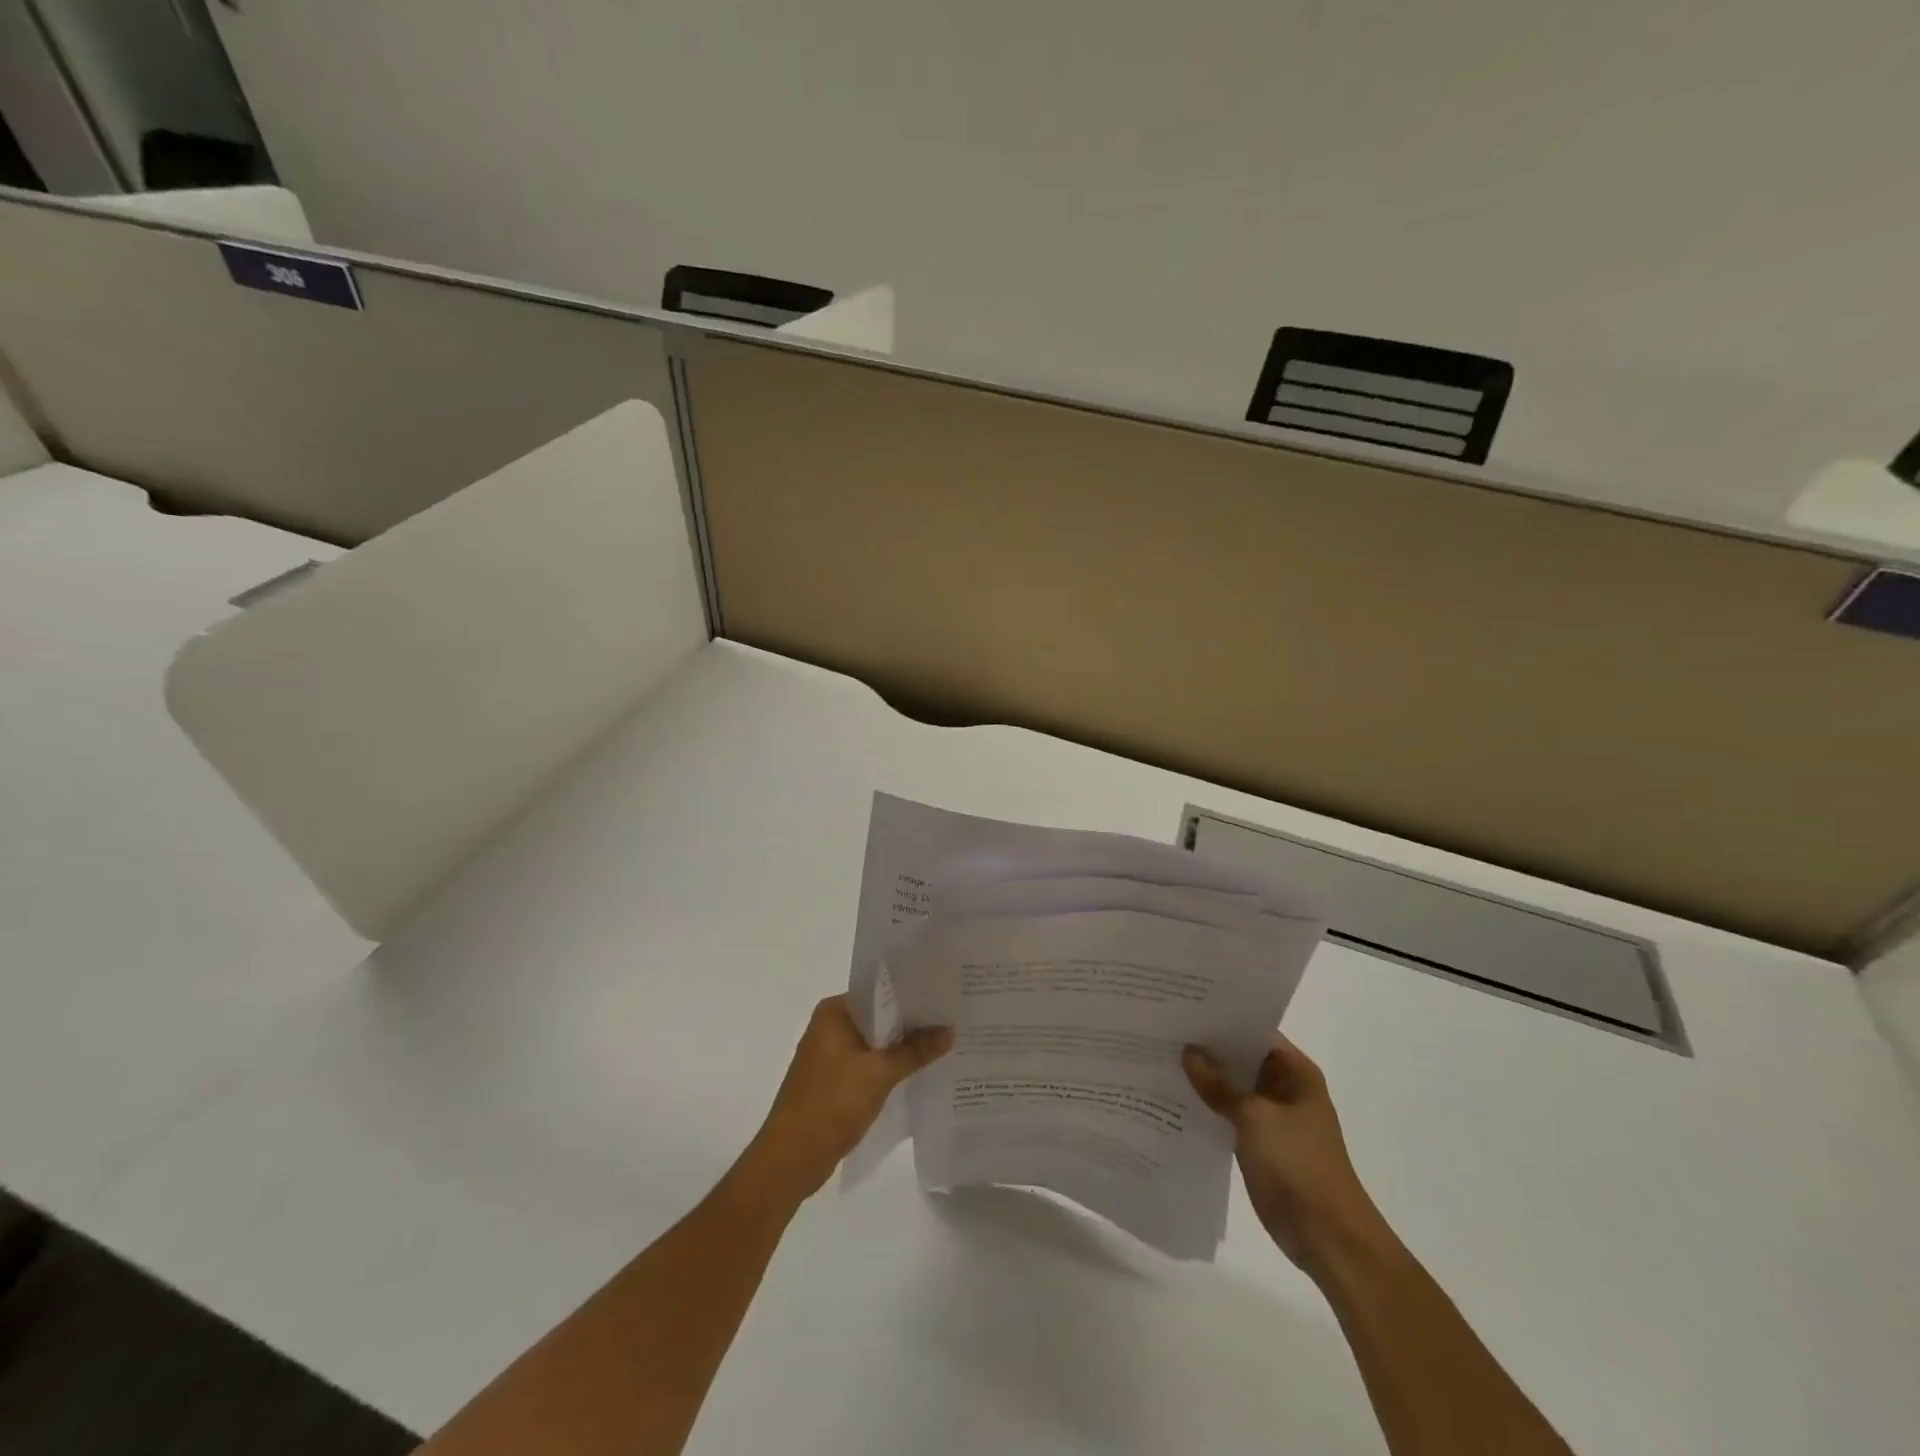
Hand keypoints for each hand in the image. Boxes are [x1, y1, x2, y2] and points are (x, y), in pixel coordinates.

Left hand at [743, 996, 952, 1202]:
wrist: (791, 1159)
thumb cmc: (832, 1104)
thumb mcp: (880, 1074)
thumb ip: (915, 1051)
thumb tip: (949, 1031)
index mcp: (834, 1013)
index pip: (879, 992)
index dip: (912, 995)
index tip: (943, 997)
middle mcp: (829, 1027)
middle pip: (879, 1018)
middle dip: (911, 1023)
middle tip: (951, 1020)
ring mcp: (829, 1055)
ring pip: (875, 1043)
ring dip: (902, 1048)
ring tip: (943, 1044)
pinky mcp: (833, 1081)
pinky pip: (868, 1065)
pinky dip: (889, 1068)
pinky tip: (918, 1073)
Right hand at [1183, 1034, 1386, 1275]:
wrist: (1327, 1237)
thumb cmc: (1298, 1165)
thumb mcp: (1254, 1117)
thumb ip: (1219, 1084)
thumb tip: (1189, 1051)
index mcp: (1295, 1072)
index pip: (1255, 1032)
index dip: (1222, 1019)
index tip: (1184, 1007)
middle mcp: (1285, 1088)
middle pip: (1241, 1058)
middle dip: (1208, 1048)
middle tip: (1164, 1028)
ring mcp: (1272, 1117)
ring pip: (1233, 1087)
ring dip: (1205, 1078)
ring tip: (1160, 1056)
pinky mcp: (1259, 1143)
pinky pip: (1228, 1114)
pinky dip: (1208, 1106)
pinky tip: (1174, 1097)